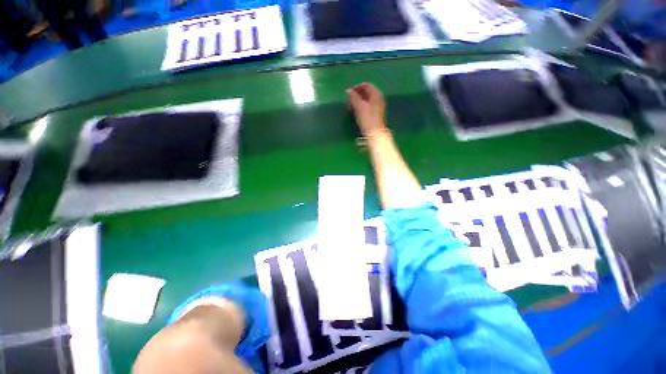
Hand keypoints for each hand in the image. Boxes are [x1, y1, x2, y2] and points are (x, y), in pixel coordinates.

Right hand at [347, 83, 386, 136]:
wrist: (375, 133)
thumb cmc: (367, 119)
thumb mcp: (359, 106)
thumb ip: (353, 97)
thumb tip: (348, 90)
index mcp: (376, 94)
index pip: (366, 85)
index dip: (357, 87)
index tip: (348, 93)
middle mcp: (378, 98)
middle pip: (367, 92)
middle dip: (356, 95)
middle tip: (349, 101)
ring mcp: (378, 106)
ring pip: (366, 100)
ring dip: (358, 102)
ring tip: (351, 108)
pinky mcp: (376, 114)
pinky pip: (368, 106)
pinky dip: (361, 107)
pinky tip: (356, 112)